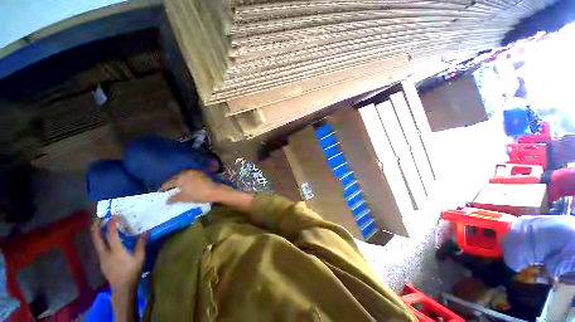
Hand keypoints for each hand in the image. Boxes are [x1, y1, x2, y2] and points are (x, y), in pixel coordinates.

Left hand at [91, 217, 146, 291]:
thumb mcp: (140, 257)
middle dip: (96, 226)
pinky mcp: (102, 262)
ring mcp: (102, 258)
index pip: (111, 234)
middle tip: (99, 217)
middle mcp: (105, 253)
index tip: (113, 216)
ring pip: (96, 242)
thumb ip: (141, 244)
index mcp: (115, 250)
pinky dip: (101, 240)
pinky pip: (99, 248)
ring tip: (101, 226)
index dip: (111, 224)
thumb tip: (146, 231)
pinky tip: (106, 240)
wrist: (122, 287)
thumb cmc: (132, 271)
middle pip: (96, 237)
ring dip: (97, 232)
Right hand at [160, 170, 226, 203]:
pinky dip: (187, 180)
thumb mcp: (184, 198)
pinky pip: (190, 176)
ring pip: (183, 176)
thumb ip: (174, 198)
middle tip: (168, 190)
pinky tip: (187, 185)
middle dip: (171, 184)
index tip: (160, 192)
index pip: (168, 183)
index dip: (163, 188)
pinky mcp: (201, 173)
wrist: (214, 190)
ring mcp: (194, 172)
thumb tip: (167, 200)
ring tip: (177, 188)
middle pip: (175, 178)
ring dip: (179, 181)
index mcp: (180, 178)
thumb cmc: (197, 194)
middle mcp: (186, 172)